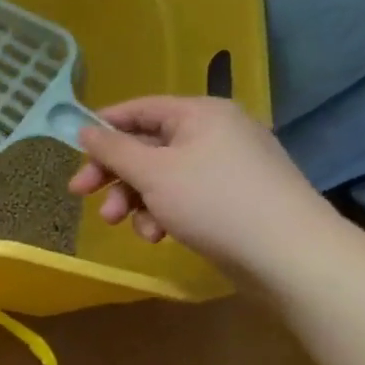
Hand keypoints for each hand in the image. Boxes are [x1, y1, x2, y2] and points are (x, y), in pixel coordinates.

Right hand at [67, 96, 337, 274]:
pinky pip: (183, 196)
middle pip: (145, 146)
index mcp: (200, 114)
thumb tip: (85, 130)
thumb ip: (112, 149)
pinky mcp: (232, 198)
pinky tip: (158, 236)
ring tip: (121, 224)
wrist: (290, 256)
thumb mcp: (151, 172)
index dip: (102, 129)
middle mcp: (215, 132)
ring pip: (160, 176)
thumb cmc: (213, 201)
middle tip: (81, 195)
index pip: (138, 109)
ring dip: (134, 200)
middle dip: (113, 174)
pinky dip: (163, 213)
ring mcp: (227, 166)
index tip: (73, 153)